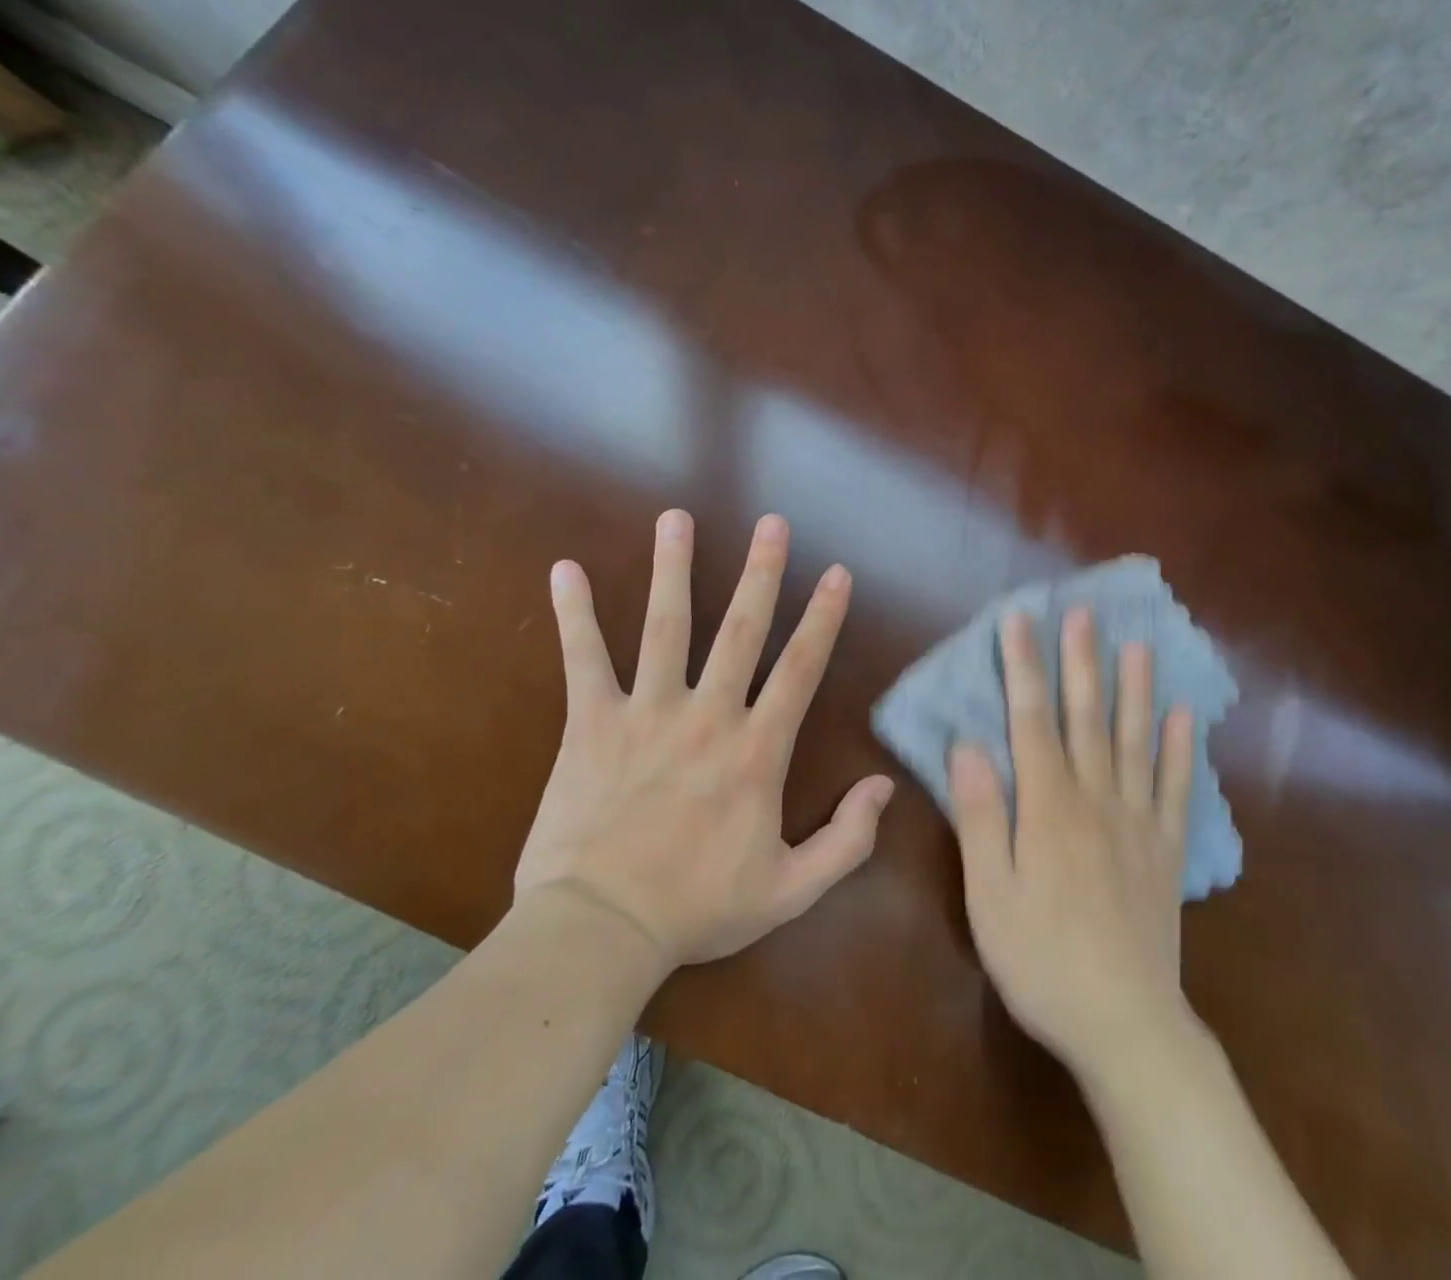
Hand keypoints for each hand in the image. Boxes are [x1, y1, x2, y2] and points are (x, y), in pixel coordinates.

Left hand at [515, 509, 893, 969]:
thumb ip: (847, 839)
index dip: (823, 617)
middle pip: (741, 630)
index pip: (800, 669)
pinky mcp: (591, 724)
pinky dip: (575, 614)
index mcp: (756, 751)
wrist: (599, 931)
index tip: (836, 573)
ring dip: (674, 569)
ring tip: (677, 518)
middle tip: (774, 523)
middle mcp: (708, 716)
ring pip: (666, 627)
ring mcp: (647, 713)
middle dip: (762, 573)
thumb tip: (884, 786)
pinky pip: (584, 660)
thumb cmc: (698, 909)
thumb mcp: (791, 890)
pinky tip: (566, 570)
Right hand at [948, 608, 1197, 1083]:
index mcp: (1048, 808)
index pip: (1031, 721)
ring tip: (1138, 645)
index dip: (1023, 667)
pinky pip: (1176, 789)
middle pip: (1087, 718)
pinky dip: (1179, 749)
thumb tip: (967, 746)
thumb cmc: (1041, 960)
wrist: (1124, 1025)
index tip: (1019, 620)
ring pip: (1136, 741)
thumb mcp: (989, 896)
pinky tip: (1184, 716)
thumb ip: (980, 817)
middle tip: (1082, 613)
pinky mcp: (1166, 850)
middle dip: (1080, 662)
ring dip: (1135, 690)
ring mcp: (1138, 822)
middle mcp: (1096, 800)